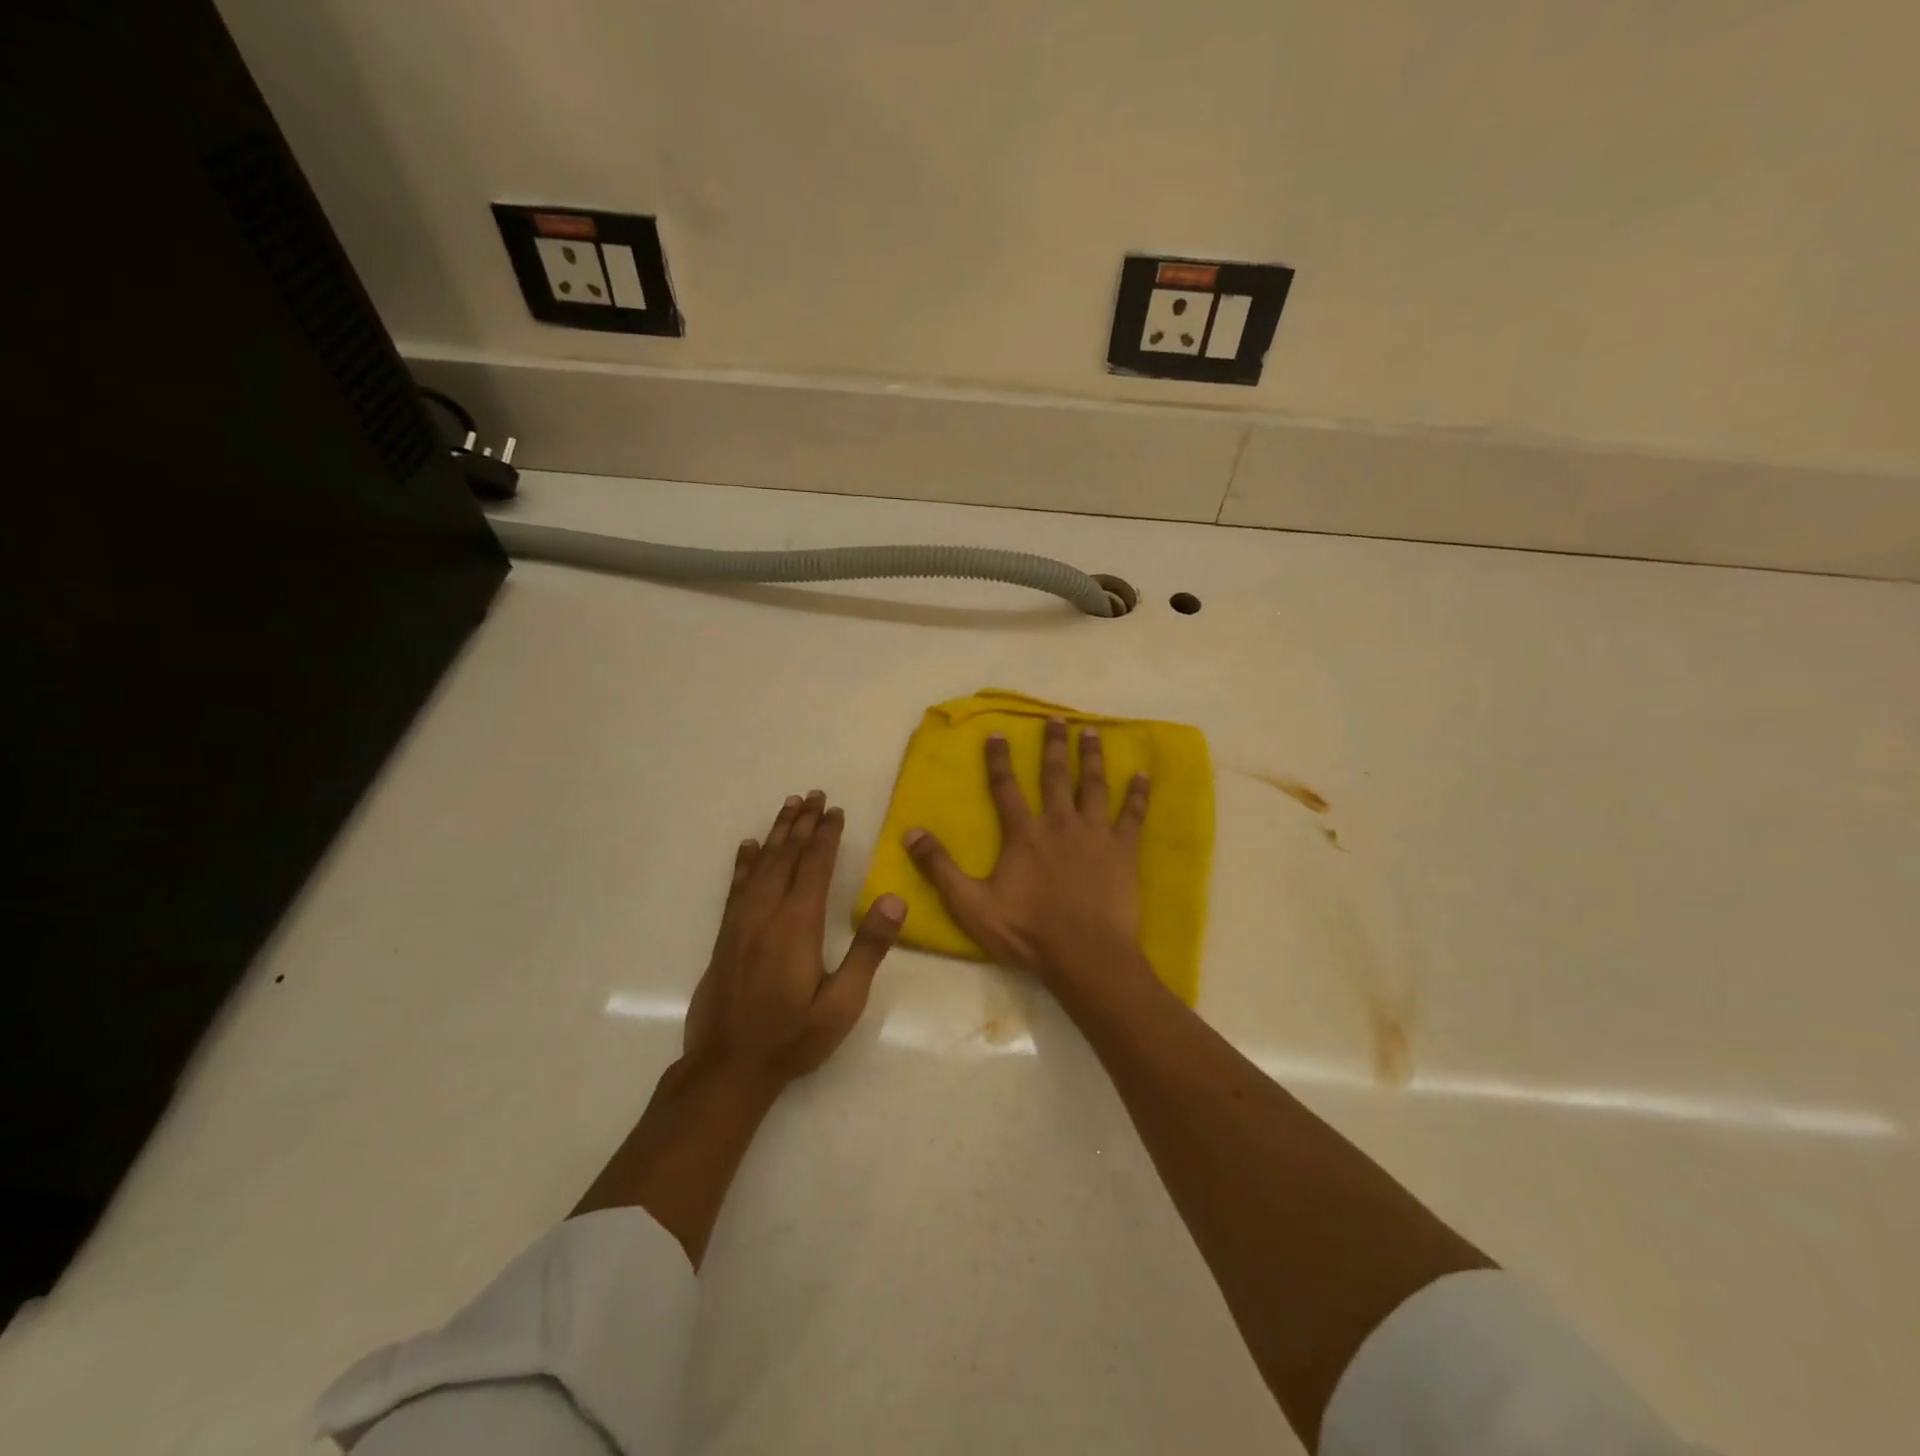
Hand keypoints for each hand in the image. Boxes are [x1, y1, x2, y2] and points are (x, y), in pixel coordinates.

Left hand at [683, 790, 906, 1090]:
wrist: (727, 1068)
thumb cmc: (793, 1037)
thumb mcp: (843, 1002)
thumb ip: (869, 948)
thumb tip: (895, 898)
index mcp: (798, 923)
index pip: (815, 866)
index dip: (826, 835)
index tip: (835, 810)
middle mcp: (767, 912)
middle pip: (786, 855)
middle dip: (802, 823)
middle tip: (813, 795)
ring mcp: (741, 922)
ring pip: (761, 864)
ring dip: (776, 833)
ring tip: (788, 807)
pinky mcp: (726, 936)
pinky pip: (736, 886)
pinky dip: (744, 862)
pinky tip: (748, 848)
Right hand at [903, 718, 1151, 989]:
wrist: (1085, 955)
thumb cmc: (1027, 932)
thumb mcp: (971, 904)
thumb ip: (940, 868)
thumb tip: (910, 833)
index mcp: (1024, 834)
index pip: (1006, 787)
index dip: (999, 760)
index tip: (998, 733)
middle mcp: (1059, 823)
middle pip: (1056, 775)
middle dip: (1054, 745)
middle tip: (1057, 719)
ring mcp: (1095, 834)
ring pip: (1093, 785)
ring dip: (1092, 757)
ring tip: (1092, 732)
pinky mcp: (1123, 850)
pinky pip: (1133, 815)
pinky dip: (1138, 794)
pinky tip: (1143, 775)